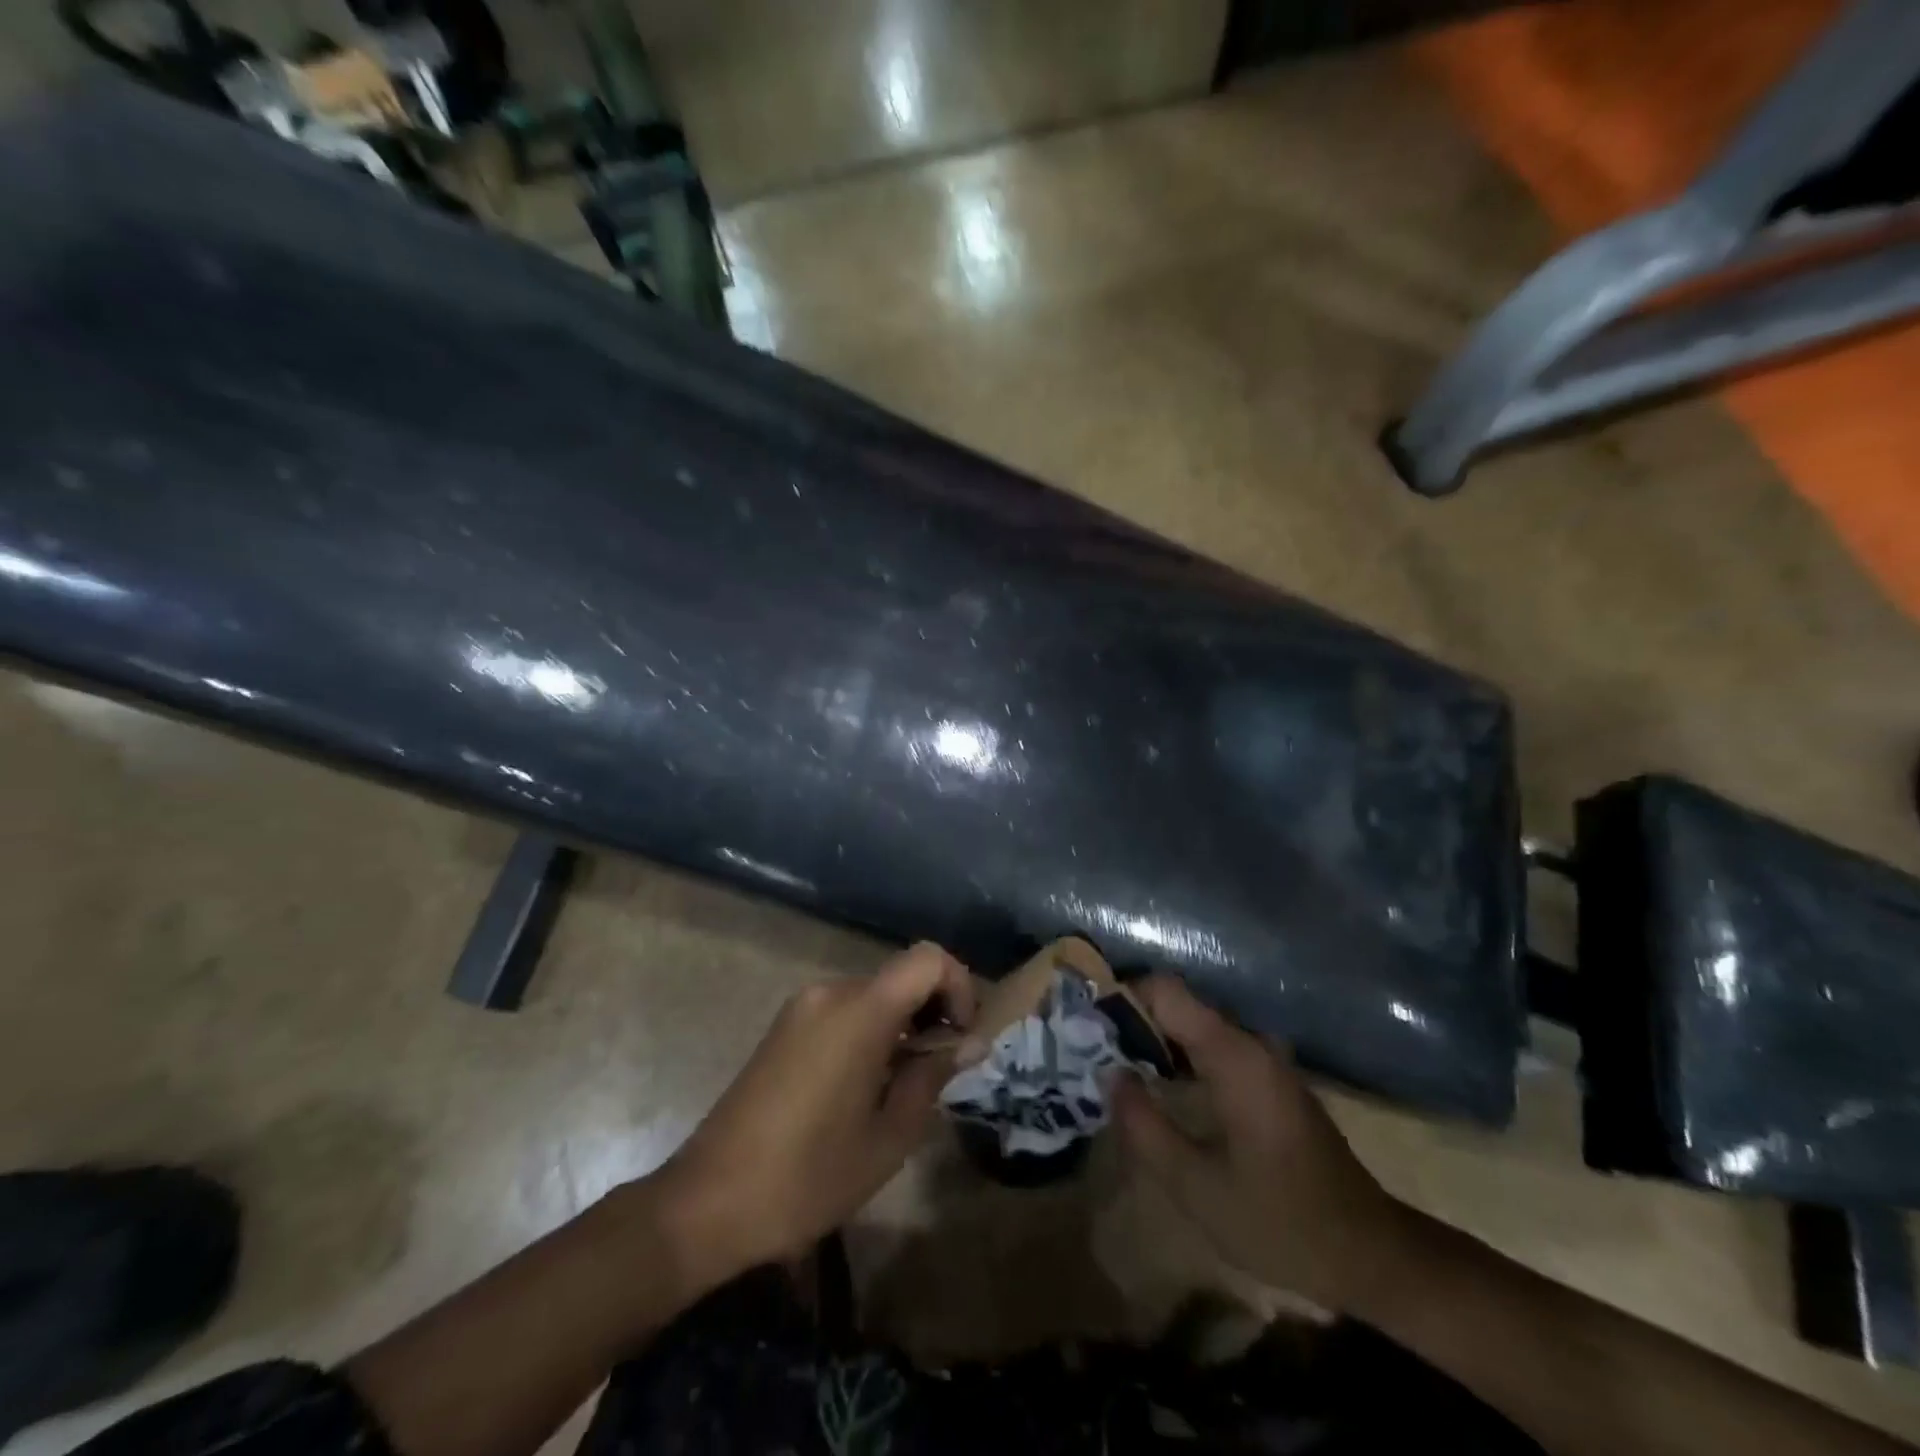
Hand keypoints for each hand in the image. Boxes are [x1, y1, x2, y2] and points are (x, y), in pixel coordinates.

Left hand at [652, 942, 973, 1279]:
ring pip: (875, 995)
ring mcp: (802, 1007)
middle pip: (901, 976)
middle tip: (940, 1070)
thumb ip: (932, 1077)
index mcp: (860, 1011)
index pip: (928, 959)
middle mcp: (830, 993)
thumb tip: (968, 1042)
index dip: (959, 987)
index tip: (961, 1039)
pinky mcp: (784, 1027)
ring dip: (902, 1025)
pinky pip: (844, 1011)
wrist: (707, 1203)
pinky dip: (871, 1032)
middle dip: (933, 1012)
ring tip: (904, 1086)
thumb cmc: (808, 1177)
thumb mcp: (888, 1137)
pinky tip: (866, 1086)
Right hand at [1111, 976, 1411, 1313]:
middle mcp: (1250, 1043)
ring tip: (1115, 1071)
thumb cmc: (1281, 1221)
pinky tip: (1159, 1090)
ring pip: (1194, 1027)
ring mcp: (1265, 1060)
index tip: (1089, 1027)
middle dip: (1132, 1022)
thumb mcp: (1196, 1187)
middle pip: (1178, 1005)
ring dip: (1154, 1042)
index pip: (1165, 990)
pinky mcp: (1270, 1080)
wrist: (1370, 1254)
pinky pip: (1214, 1048)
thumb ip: (1144, 1127)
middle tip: (1092, 1053)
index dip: (1123, 997)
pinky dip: (1180, 1058)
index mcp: (1233, 1055)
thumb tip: (1110, 1075)